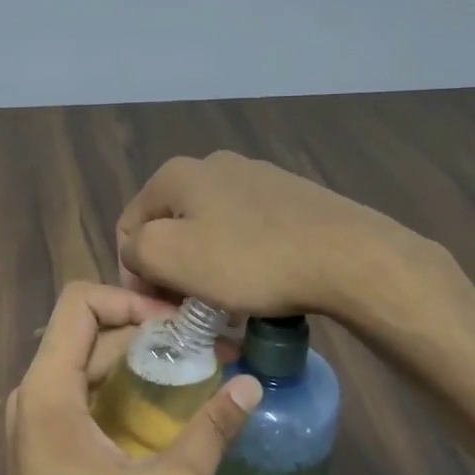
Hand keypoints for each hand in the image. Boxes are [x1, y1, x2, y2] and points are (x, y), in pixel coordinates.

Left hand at [0, 283, 261, 474]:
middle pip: (88, 332)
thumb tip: (251, 384)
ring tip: (195, 367)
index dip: (131, 298)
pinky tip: (165, 405)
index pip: (80, 302)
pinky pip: (83, 391)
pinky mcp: (44, 443)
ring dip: (137, 358)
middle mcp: (33, 394)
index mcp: (49, 392)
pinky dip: (122, 385)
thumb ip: (211, 432)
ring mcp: (34, 420)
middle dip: (147, 330)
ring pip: (86, 361)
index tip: (181, 323)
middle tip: (206, 344)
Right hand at [116, 151, 390, 320]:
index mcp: (176, 173)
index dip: (135, 274)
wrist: (345, 255)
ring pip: (210, 230)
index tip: (162, 309)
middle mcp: (213, 164)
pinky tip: (261, 283)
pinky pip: (247, 231)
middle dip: (173, 270)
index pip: (129, 227)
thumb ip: (135, 249)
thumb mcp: (170, 256)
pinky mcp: (290, 196)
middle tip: (192, 310)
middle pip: (171, 227)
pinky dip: (243, 258)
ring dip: (208, 267)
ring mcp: (256, 176)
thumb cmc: (249, 259)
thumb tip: (139, 251)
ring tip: (228, 302)